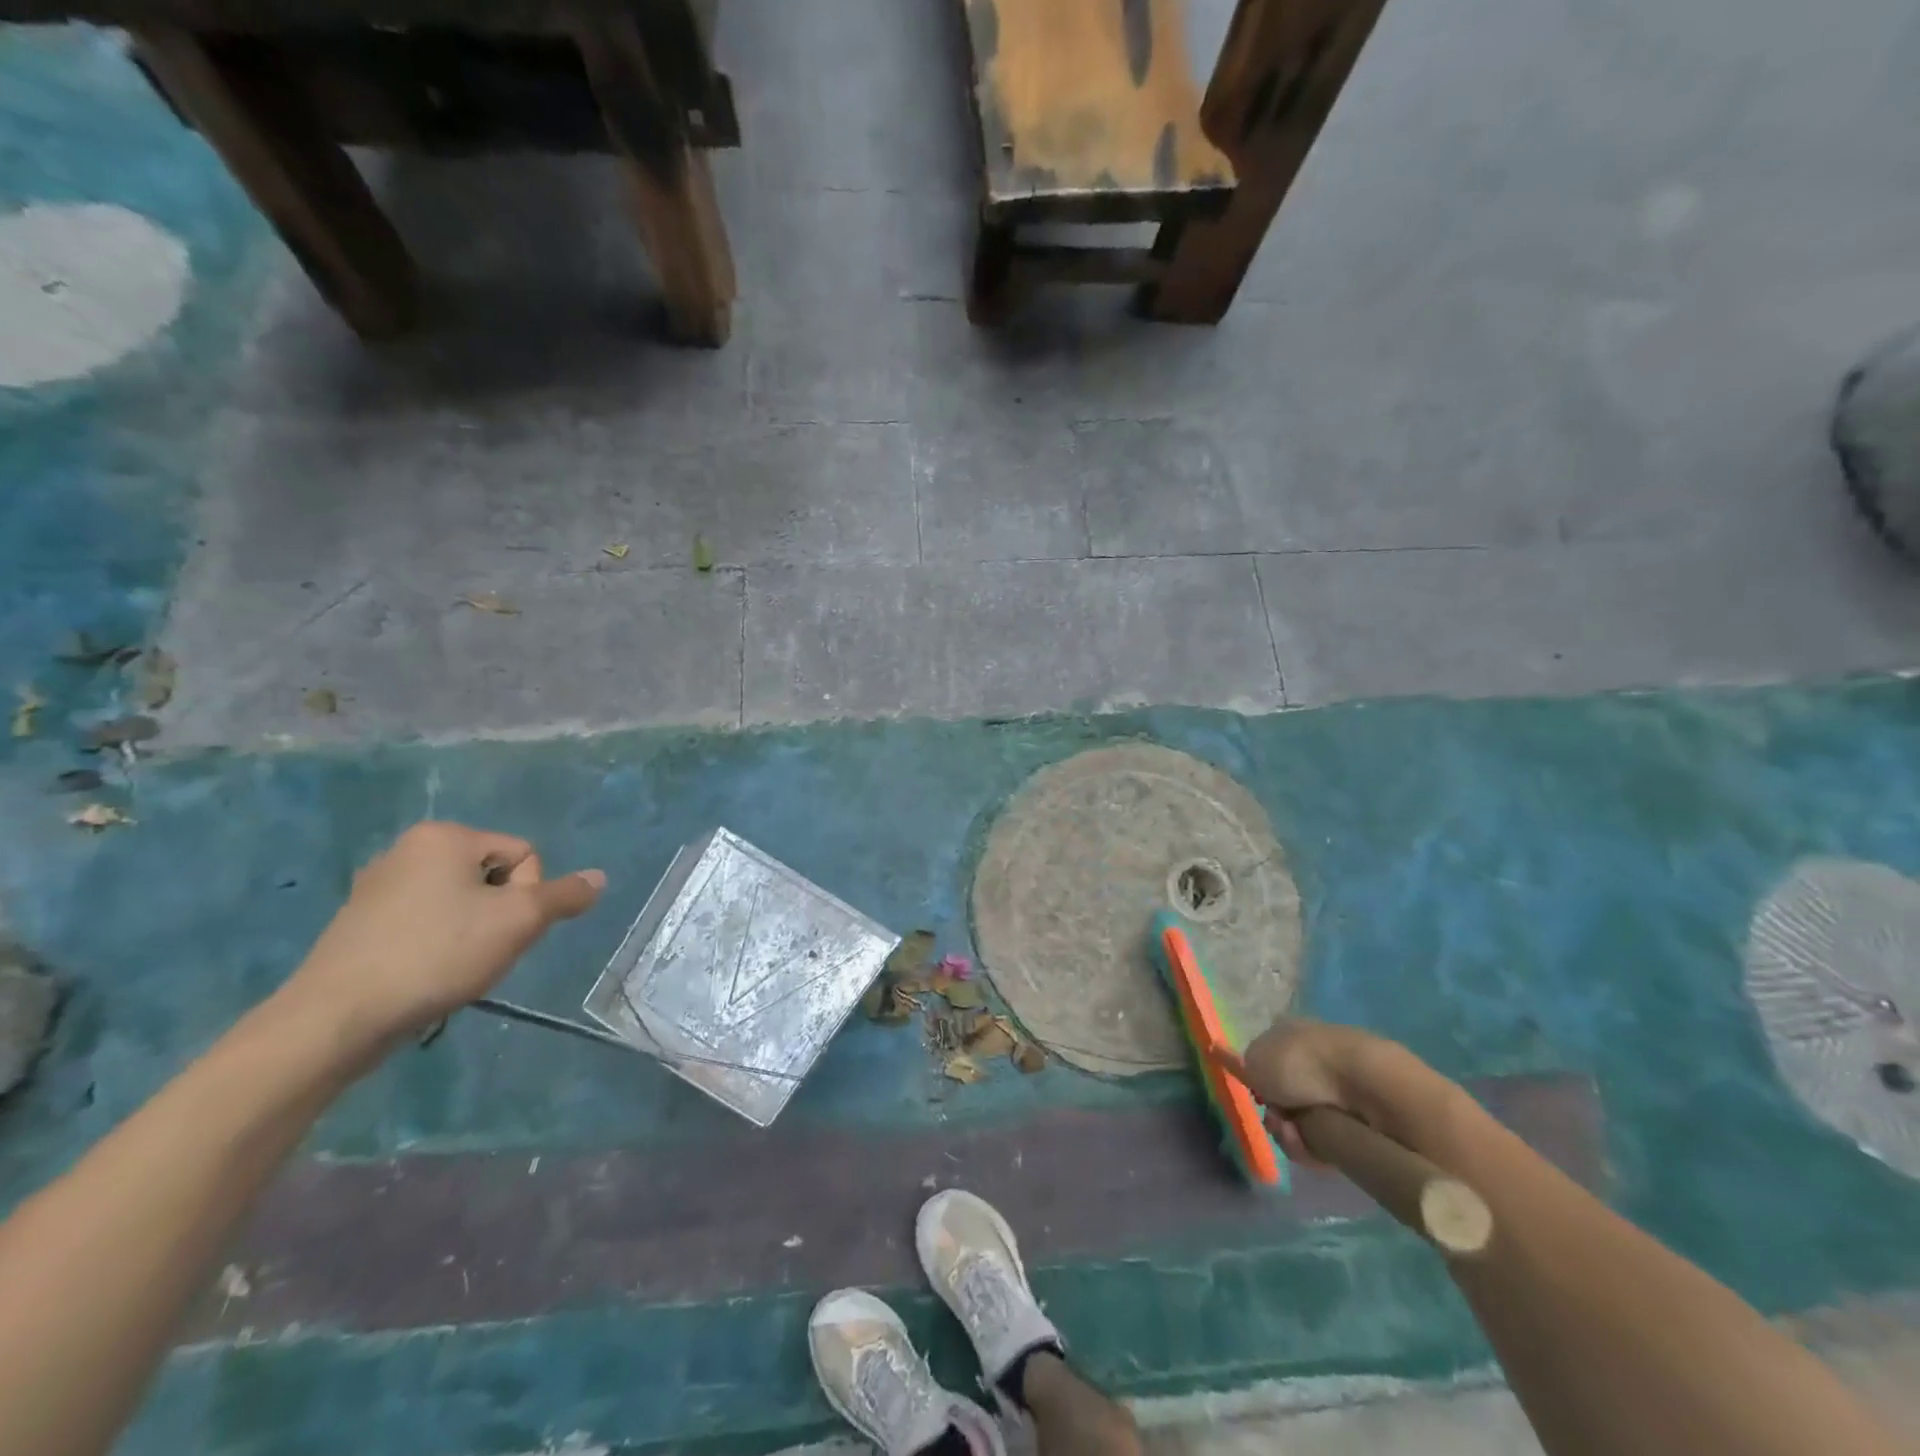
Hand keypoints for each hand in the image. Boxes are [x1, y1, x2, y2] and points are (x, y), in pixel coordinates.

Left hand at [282, 822, 604, 1048]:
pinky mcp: (359, 924)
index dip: (528, 895)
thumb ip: (564, 896)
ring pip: (460, 903)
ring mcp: (377, 887)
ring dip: (472, 932)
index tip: (503, 929)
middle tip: (482, 950)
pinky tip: (425, 975)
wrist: (335, 1018)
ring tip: (453, 967)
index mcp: (445, 836)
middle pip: (492, 877)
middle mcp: (408, 849)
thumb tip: (599, 878)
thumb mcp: (518, 921)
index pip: (524, 855)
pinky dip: (436, 945)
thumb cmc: (437, 954)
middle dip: (499, 914)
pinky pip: (424, 923)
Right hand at [1212, 1018, 1398, 1164]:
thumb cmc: (1302, 1062)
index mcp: (1293, 1035)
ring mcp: (1339, 1095)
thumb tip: (1234, 1060)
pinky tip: (1312, 1144)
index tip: (1254, 1091)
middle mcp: (1316, 1063)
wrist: (1365, 1087)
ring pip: (1300, 1126)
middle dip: (1274, 1115)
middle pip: (1283, 1100)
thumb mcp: (1256, 1058)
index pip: (1268, 1059)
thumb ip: (1241, 1064)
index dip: (1257, 1078)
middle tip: (1275, 1119)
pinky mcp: (1360, 1127)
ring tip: (1293, 1134)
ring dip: (1289, 1135)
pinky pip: (1325, 1146)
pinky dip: (1313, 1148)